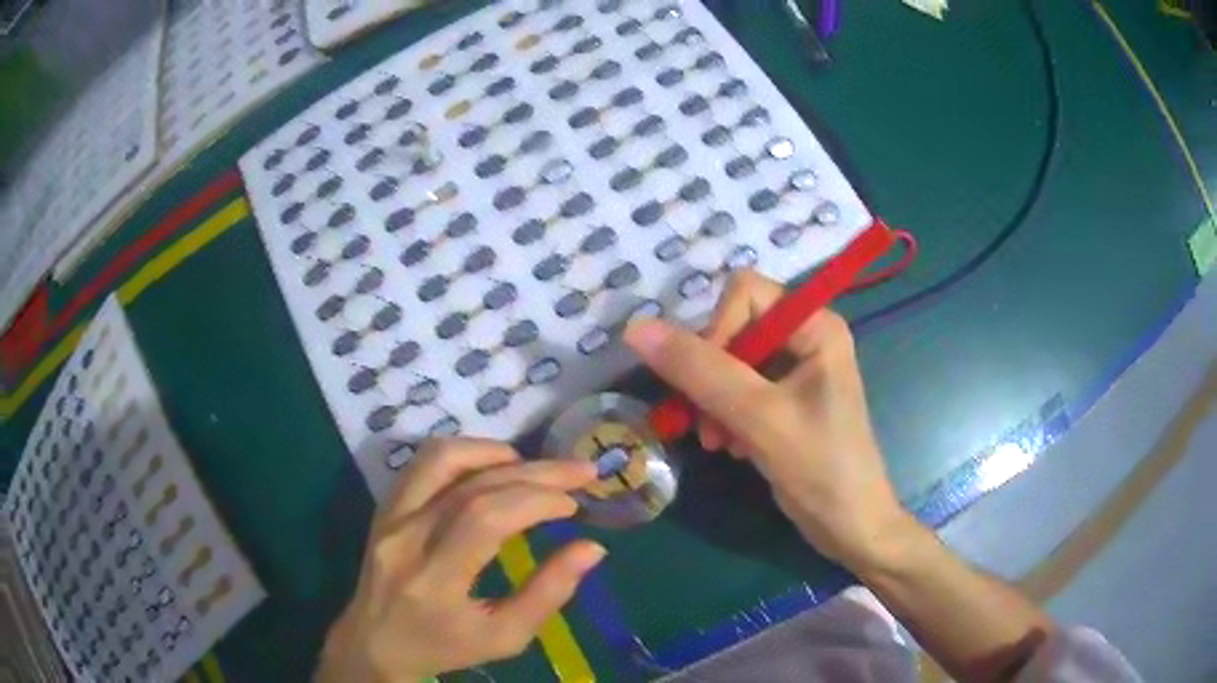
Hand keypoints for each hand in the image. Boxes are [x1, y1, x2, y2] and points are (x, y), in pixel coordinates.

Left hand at [317, 438, 603, 682]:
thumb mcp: (504, 637)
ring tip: (532, 465)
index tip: (574, 506)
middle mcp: (405, 539)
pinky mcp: (384, 507)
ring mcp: (389, 517)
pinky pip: (422, 464)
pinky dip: (464, 455)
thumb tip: (591, 548)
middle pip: (471, 486)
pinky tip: (493, 466)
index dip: (536, 501)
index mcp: (434, 581)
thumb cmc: (444, 647)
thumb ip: (548, 594)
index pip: (485, 519)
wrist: (375, 641)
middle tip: (579, 471)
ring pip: (440, 460)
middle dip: (535, 472)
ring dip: (493, 452)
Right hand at [624, 271, 908, 569]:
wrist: (851, 527)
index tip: (710, 385)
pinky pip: (737, 389)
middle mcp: (806, 336)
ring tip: (719, 443)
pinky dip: (725, 416)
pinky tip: (732, 447)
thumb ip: (699, 371)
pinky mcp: (784, 399)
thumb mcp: (759, 417)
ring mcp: (795, 370)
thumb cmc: (820, 468)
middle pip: (733, 327)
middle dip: (712, 377)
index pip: (744, 293)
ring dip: (714, 402)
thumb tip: (635, 328)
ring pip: (728, 362)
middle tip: (708, 425)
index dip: (717, 331)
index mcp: (816, 325)